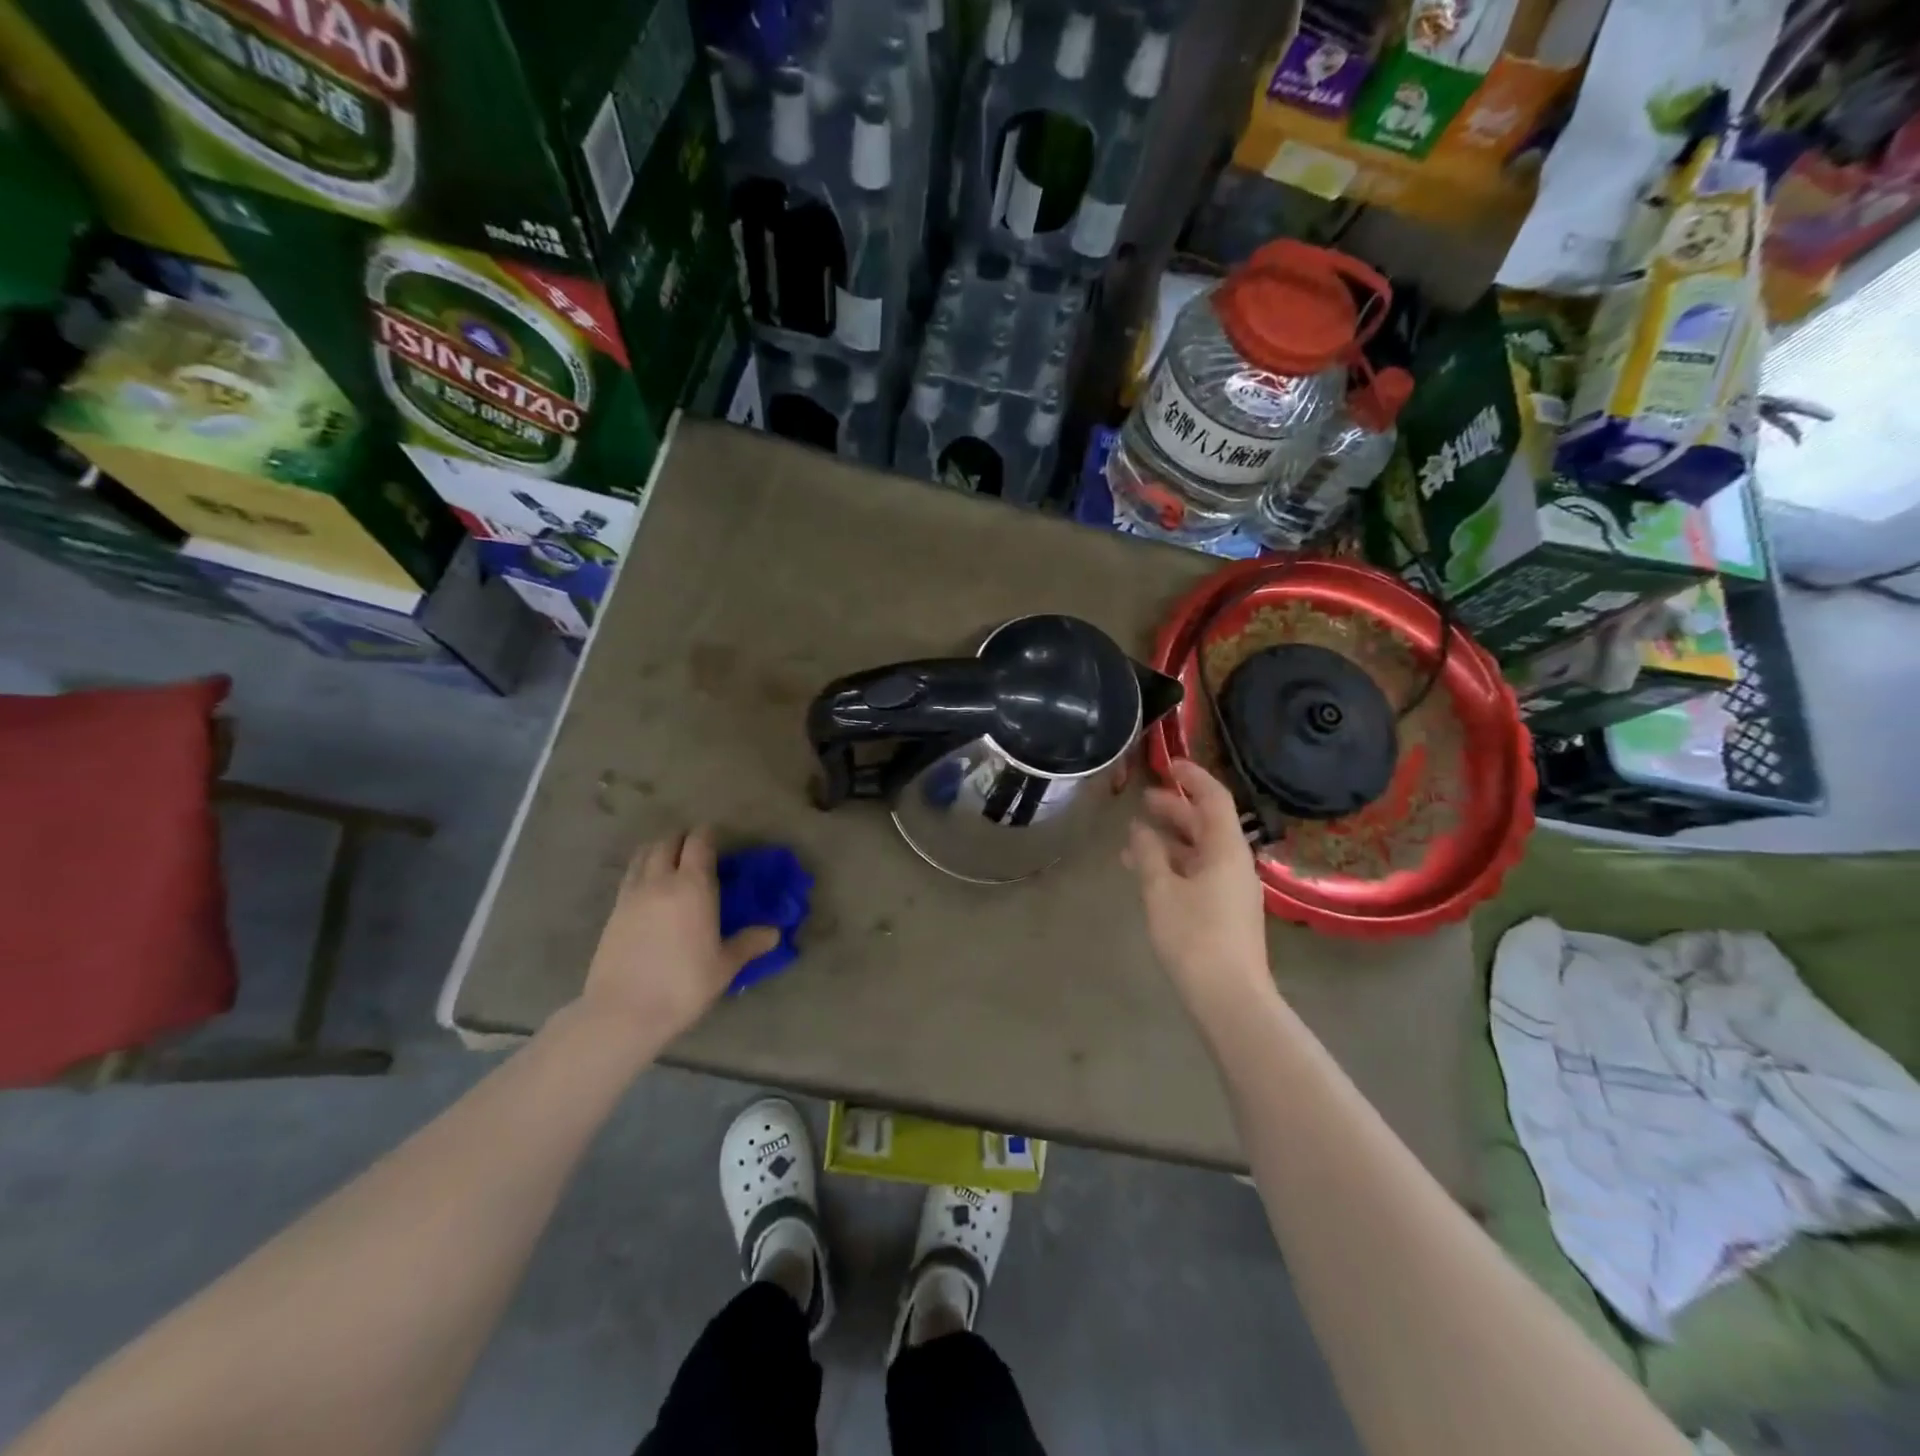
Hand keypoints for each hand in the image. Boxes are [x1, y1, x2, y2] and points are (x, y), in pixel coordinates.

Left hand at [581, 829, 779, 1039]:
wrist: (622, 1013)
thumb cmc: (683, 986)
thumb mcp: (724, 966)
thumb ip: (749, 943)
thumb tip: (774, 933)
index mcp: (693, 886)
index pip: (698, 843)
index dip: (708, 834)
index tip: (718, 838)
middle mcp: (660, 881)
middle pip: (668, 842)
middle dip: (683, 839)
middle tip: (697, 850)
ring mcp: (632, 894)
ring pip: (643, 854)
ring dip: (659, 850)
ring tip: (671, 862)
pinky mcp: (613, 912)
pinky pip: (630, 876)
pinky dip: (642, 870)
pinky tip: (650, 889)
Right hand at [1125, 759, 1273, 1019]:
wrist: (1230, 997)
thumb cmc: (1194, 936)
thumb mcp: (1161, 890)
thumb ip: (1148, 854)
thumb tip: (1139, 829)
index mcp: (1226, 850)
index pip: (1214, 799)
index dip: (1193, 777)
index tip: (1169, 764)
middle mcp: (1234, 863)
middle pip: (1206, 824)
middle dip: (1175, 809)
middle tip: (1143, 800)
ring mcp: (1231, 889)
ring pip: (1200, 851)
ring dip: (1170, 840)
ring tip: (1134, 838)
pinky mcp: (1225, 910)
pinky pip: (1198, 873)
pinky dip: (1174, 864)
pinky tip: (1147, 872)